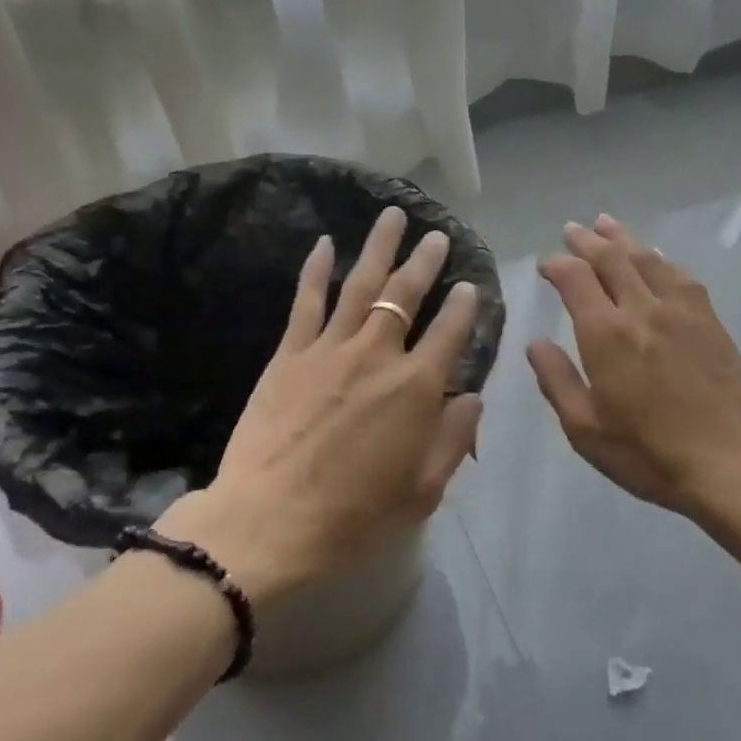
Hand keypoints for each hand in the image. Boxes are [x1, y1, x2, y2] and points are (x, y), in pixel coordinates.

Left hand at [157, 207, 482, 603]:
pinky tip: (325, 243)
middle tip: (437, 235)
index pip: (450, 332)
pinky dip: (316, 270)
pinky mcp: (290, 354)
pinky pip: (306, 302)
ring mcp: (330, 349)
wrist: (268, 525)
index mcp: (416, 388)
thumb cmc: (354, 517)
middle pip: (406, 294)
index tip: (470, 286)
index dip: (464, 306)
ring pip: (361, 284)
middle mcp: (378, 355)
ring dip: (379, 247)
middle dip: (425, 261)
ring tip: (392, 215)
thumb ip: (454, 438)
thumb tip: (473, 397)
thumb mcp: (423, 491)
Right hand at [528, 215, 740, 521]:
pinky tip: (656, 256)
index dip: (557, 264)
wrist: (734, 464)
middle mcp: (642, 309)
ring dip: (622, 238)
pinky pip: (681, 275)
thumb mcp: (586, 430)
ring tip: (605, 224)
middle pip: (611, 257)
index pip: (576, 278)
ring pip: (646, 258)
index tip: (546, 264)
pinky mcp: (709, 319)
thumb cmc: (651, 454)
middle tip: (571, 229)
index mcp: (607, 334)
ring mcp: (680, 311)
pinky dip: (661, 258)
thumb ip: (557, 381)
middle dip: (586, 240)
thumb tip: (535, 343)